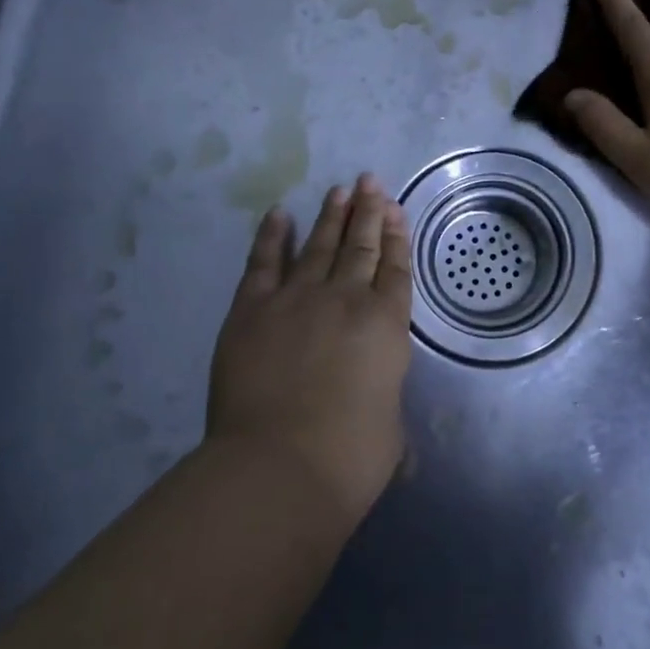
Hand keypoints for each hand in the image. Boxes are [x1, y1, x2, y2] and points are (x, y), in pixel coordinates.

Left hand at [207, 175, 413, 524]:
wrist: (279, 466)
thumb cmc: (350, 457)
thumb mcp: (390, 433)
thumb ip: (384, 408)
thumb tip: (384, 422)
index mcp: (386, 326)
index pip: (395, 269)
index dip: (397, 238)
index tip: (395, 210)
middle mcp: (346, 300)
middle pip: (361, 247)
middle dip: (369, 212)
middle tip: (370, 182)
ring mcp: (297, 300)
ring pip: (319, 246)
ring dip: (331, 216)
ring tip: (340, 190)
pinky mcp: (252, 310)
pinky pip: (264, 263)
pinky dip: (271, 237)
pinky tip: (279, 214)